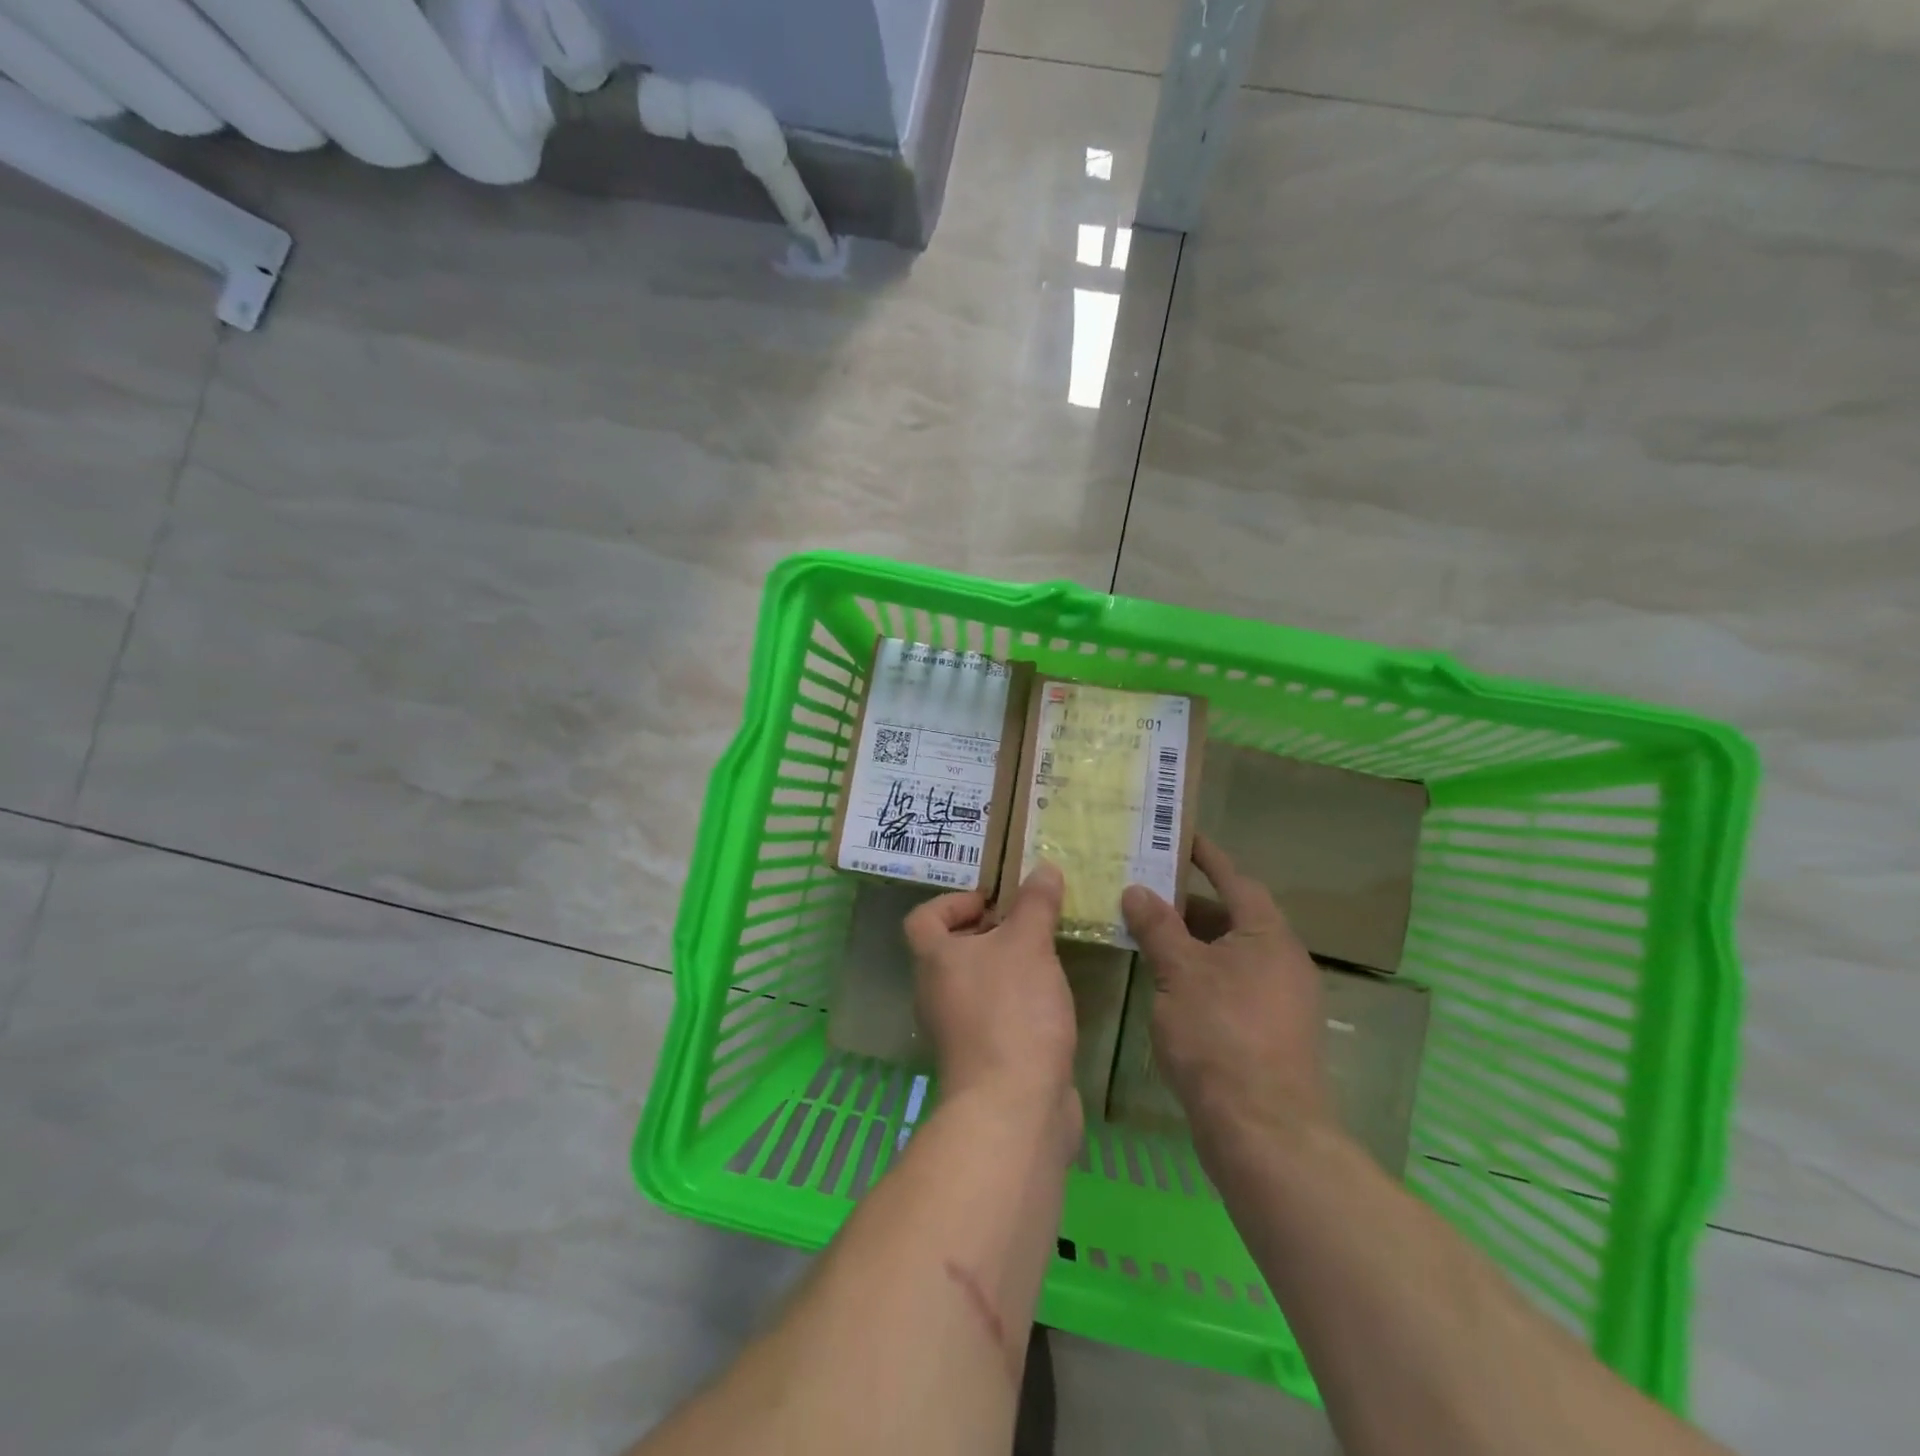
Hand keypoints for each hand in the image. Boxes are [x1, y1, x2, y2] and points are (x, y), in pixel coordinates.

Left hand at [905, 865, 1080, 1135]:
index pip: (923, 918)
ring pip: (976, 984)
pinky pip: (995, 1016)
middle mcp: (936, 993)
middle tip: (1028, 925)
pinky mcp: (982, 1059)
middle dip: (989, 933)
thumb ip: (1036, 904)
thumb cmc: (1011, 1011)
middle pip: (951, 951)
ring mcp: (957, 1030)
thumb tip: (1044, 869)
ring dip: (1006, 968)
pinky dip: (1017, 1003)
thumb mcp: (1028, 943)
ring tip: (1045, 957)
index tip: (993, 901)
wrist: (1014, 1107)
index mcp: (934, 960)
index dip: (952, 902)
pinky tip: (1051, 1001)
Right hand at [1120, 836, 1330, 1147]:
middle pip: (1234, 918)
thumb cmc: (1220, 1036)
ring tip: (1149, 935)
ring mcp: (1282, 1001)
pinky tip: (1170, 986)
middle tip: (1146, 892)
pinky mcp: (1272, 1034)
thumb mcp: (1179, 973)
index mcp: (1268, 937)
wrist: (1264, 1132)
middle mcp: (1283, 962)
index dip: (1208, 857)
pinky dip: (1203, 974)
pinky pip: (1234, 985)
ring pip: (1232, 955)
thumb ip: (1158, 927)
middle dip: (1190, 904)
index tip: (1181, 837)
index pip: (1236, 880)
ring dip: (1194, 942)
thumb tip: (1137, 890)